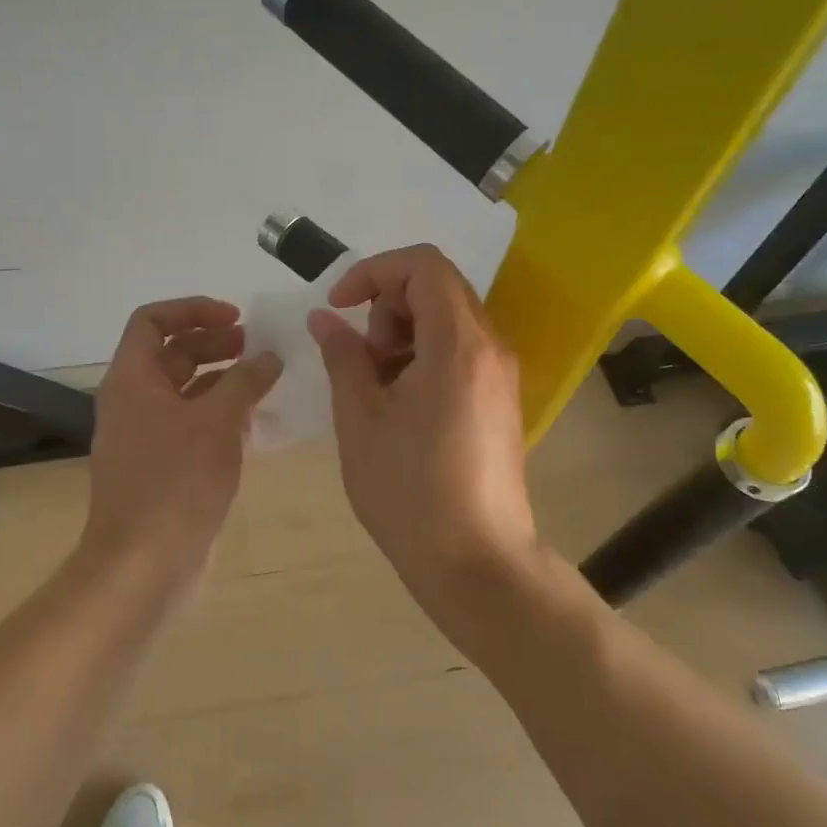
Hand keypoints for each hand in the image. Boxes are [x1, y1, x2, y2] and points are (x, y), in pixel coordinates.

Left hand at [83, 297, 280, 588]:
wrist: (143, 565)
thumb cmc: (176, 483)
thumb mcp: (216, 422)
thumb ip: (246, 381)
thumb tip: (269, 356)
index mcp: (132, 380)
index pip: (151, 320)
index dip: (192, 309)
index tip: (235, 317)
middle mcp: (133, 401)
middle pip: (171, 353)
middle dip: (214, 342)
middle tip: (257, 346)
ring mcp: (146, 437)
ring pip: (185, 391)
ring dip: (222, 379)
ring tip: (264, 379)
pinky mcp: (162, 467)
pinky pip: (191, 425)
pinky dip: (220, 415)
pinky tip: (255, 423)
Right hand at [308, 246, 537, 616]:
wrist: (477, 563)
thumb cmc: (410, 491)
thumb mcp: (360, 419)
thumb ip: (343, 356)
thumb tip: (325, 319)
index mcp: (457, 343)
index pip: (423, 264)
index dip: (373, 272)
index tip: (339, 307)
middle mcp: (489, 347)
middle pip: (437, 287)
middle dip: (386, 306)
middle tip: (361, 358)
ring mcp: (501, 374)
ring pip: (447, 319)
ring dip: (402, 333)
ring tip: (376, 387)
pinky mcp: (500, 399)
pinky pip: (459, 351)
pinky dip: (423, 356)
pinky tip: (400, 405)